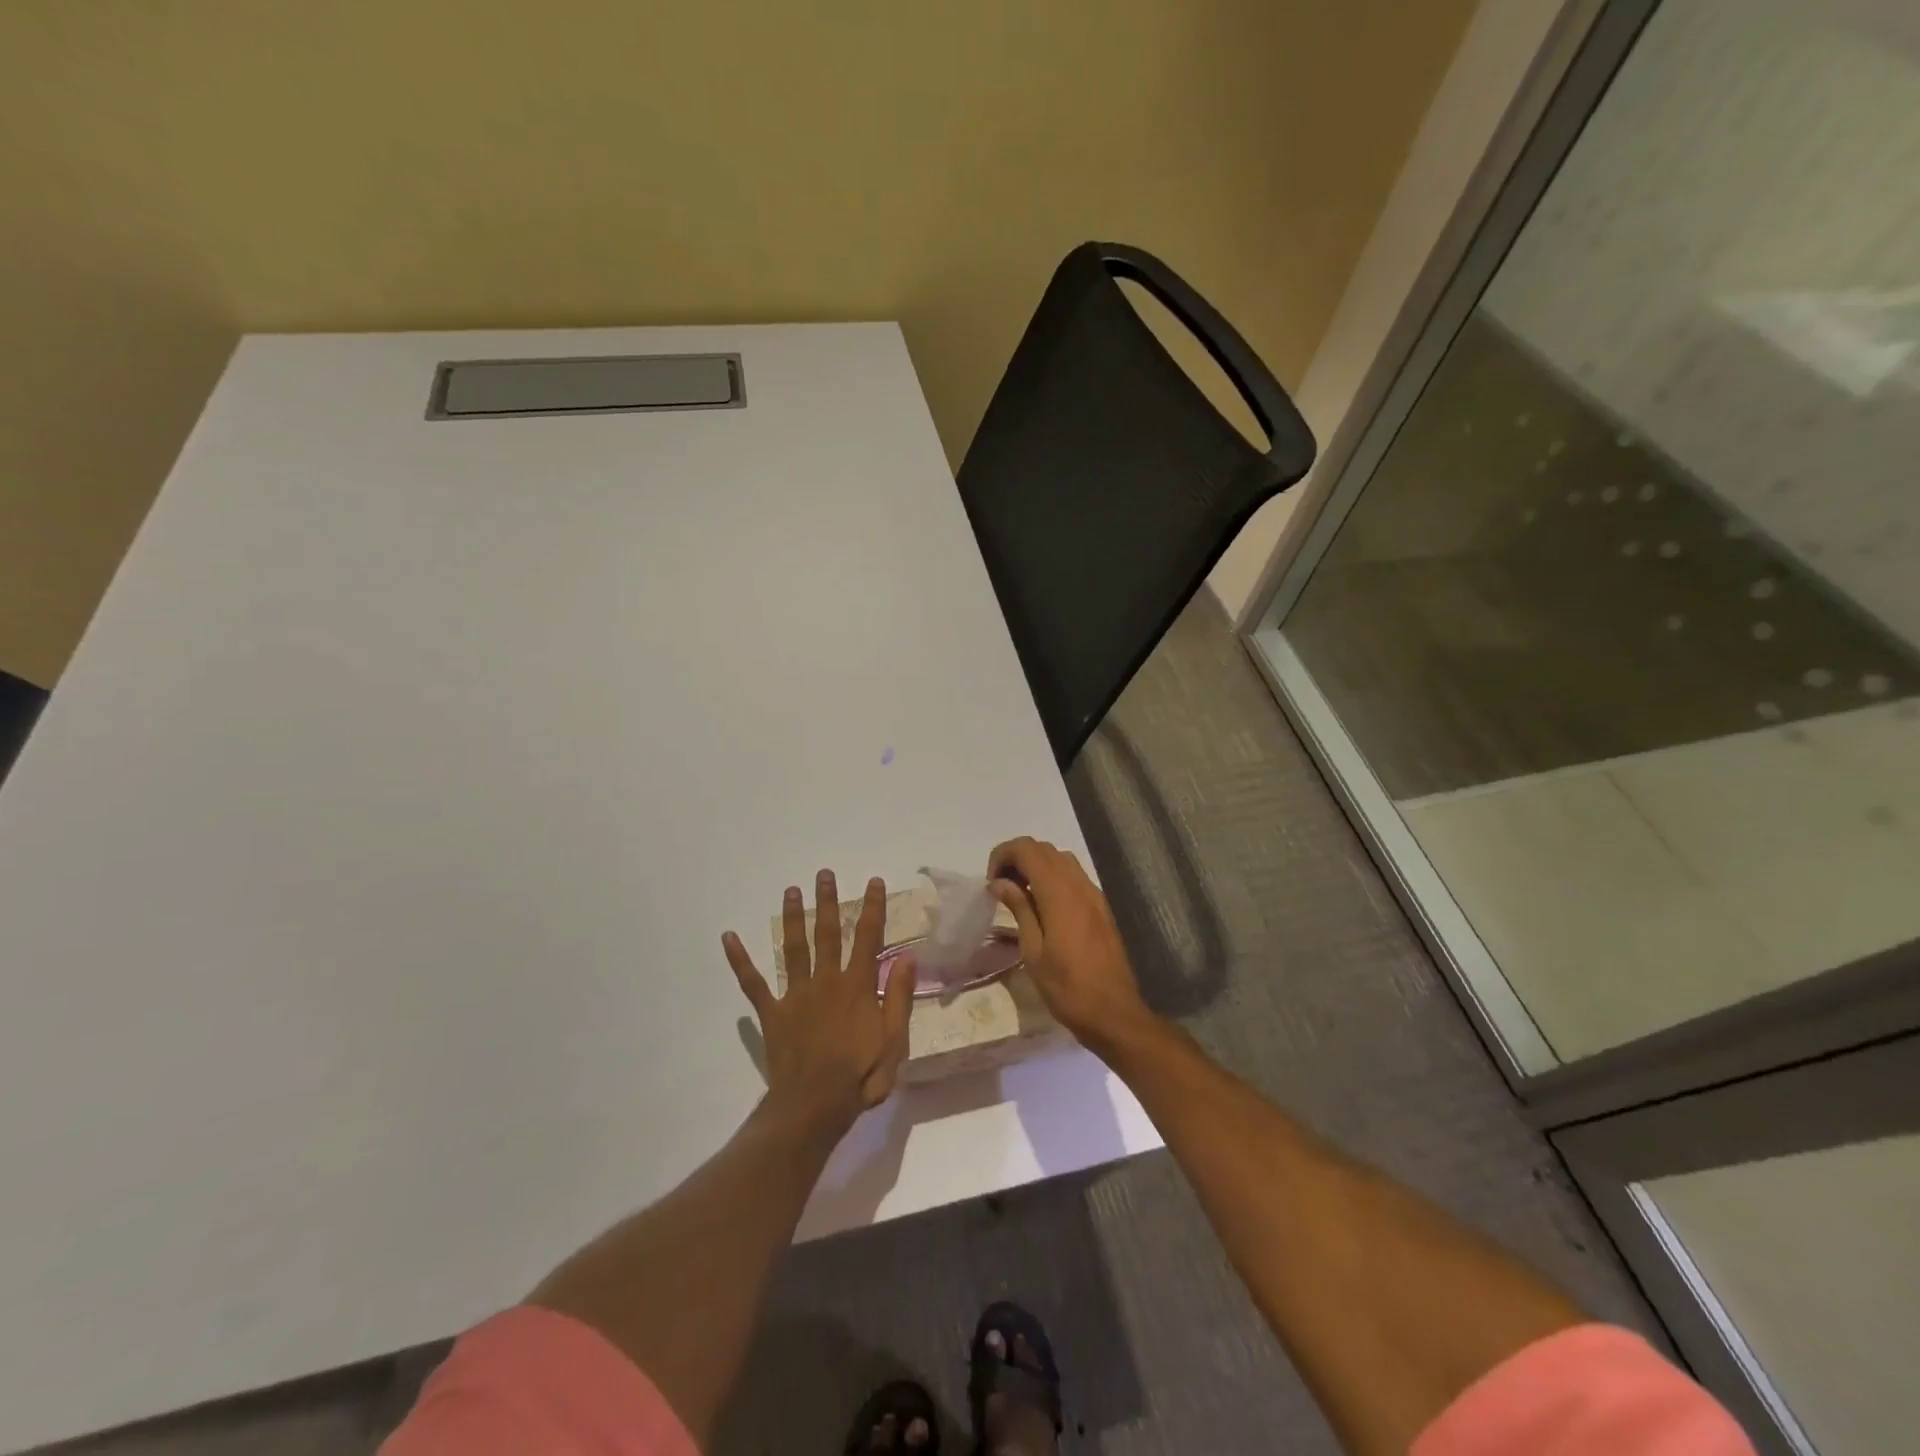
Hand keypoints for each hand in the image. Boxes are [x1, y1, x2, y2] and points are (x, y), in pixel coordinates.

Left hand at [722, 870, 915, 1133]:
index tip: (873, 882)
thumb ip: (898, 996)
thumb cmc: (860, 1076)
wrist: (814, 1105)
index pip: (868, 938)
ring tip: (790, 890)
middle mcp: (826, 981)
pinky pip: (753, 983)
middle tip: (822, 874)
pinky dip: (740, 960)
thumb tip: (907, 956)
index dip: (872, 908)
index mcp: (857, 986)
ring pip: (794, 948)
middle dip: (827, 901)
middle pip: (827, 933)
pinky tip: (729, 937)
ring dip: (792, 918)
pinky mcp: (772, 1012)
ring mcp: (796, 995)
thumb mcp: (894, 1040)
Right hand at [987, 837, 1154, 1056]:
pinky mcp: (1101, 907)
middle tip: (1000, 887)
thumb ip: (1019, 909)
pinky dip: (1053, 877)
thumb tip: (1000, 882)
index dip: (1003, 855)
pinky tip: (1042, 906)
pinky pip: (1074, 876)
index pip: (1028, 850)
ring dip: (1036, 865)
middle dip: (1018, 858)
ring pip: (1061, 860)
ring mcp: (1094, 894)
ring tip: (1019, 894)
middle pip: (1044, 849)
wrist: (1114, 1013)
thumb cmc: (1067, 988)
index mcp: (1060, 894)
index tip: (991, 882)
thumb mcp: (1033, 951)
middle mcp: (1079, 885)